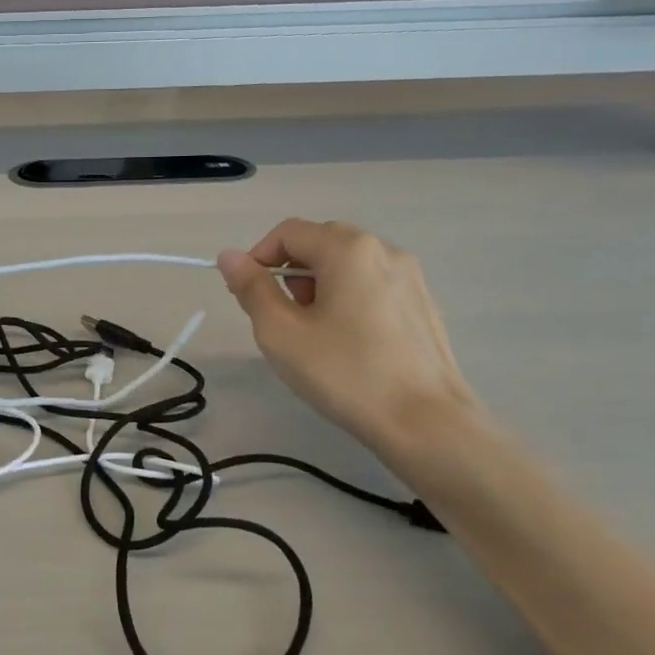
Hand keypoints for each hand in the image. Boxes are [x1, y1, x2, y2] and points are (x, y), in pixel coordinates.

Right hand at [218, 220, 479, 460]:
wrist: (426, 421)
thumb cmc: (345, 373)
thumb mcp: (281, 333)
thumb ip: (252, 289)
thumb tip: (229, 256)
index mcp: (348, 250)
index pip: (288, 232)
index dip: (257, 258)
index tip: (246, 297)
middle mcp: (384, 250)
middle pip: (320, 243)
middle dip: (290, 272)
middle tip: (281, 318)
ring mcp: (410, 277)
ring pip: (348, 265)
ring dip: (319, 286)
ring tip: (314, 334)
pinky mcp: (422, 304)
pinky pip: (372, 286)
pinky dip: (348, 300)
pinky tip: (348, 344)